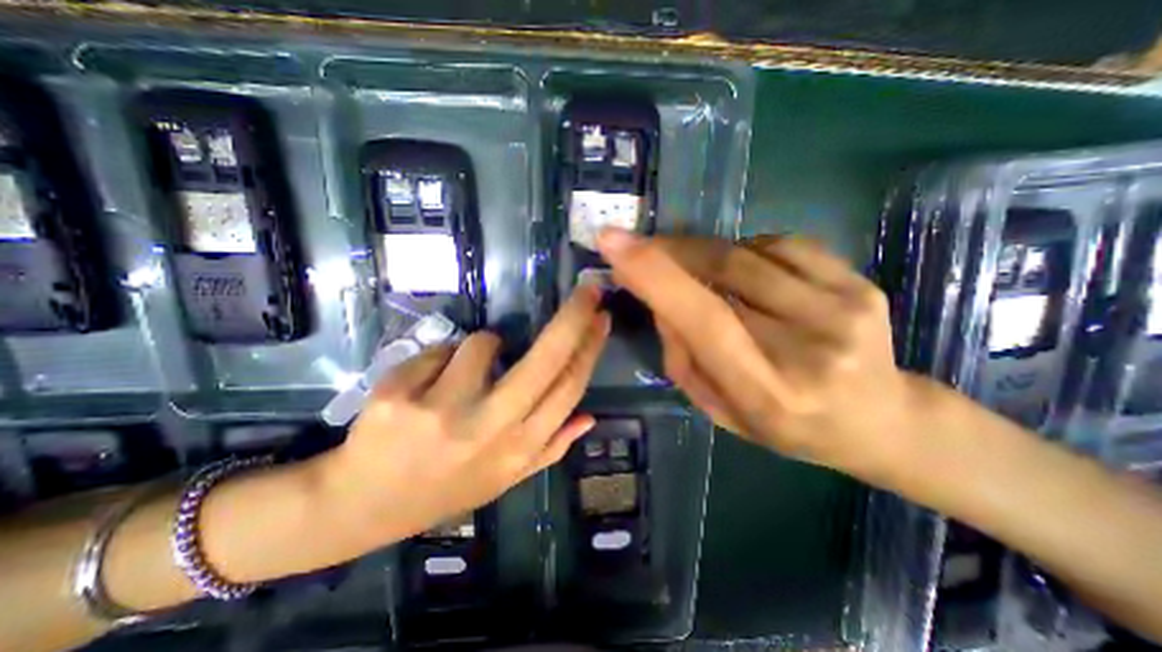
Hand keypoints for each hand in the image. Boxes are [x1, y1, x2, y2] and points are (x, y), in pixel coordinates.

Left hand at [316, 287, 609, 546]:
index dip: (589, 348)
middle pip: (546, 358)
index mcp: (517, 450)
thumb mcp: (504, 479)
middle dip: (573, 317)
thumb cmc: (444, 489)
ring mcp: (443, 411)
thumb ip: (551, 448)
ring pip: (482, 344)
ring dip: (481, 347)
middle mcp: (488, 428)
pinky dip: (440, 359)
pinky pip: (438, 351)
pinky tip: (426, 386)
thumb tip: (589, 417)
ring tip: (462, 375)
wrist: (361, 506)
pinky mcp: (400, 395)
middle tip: (587, 290)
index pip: (568, 388)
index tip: (602, 317)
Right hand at [598, 230, 932, 478]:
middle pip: (723, 272)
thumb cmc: (783, 425)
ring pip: (746, 252)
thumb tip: (658, 297)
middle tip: (640, 247)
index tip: (614, 243)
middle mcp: (809, 346)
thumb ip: (681, 353)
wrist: (878, 421)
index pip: (703, 319)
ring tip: (695, 270)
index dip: (655, 275)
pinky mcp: (861, 283)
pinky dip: (746, 250)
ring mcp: (843, 308)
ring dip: (703, 252)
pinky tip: (746, 272)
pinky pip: (780, 244)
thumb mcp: (716, 407)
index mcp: (767, 390)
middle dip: (670, 251)